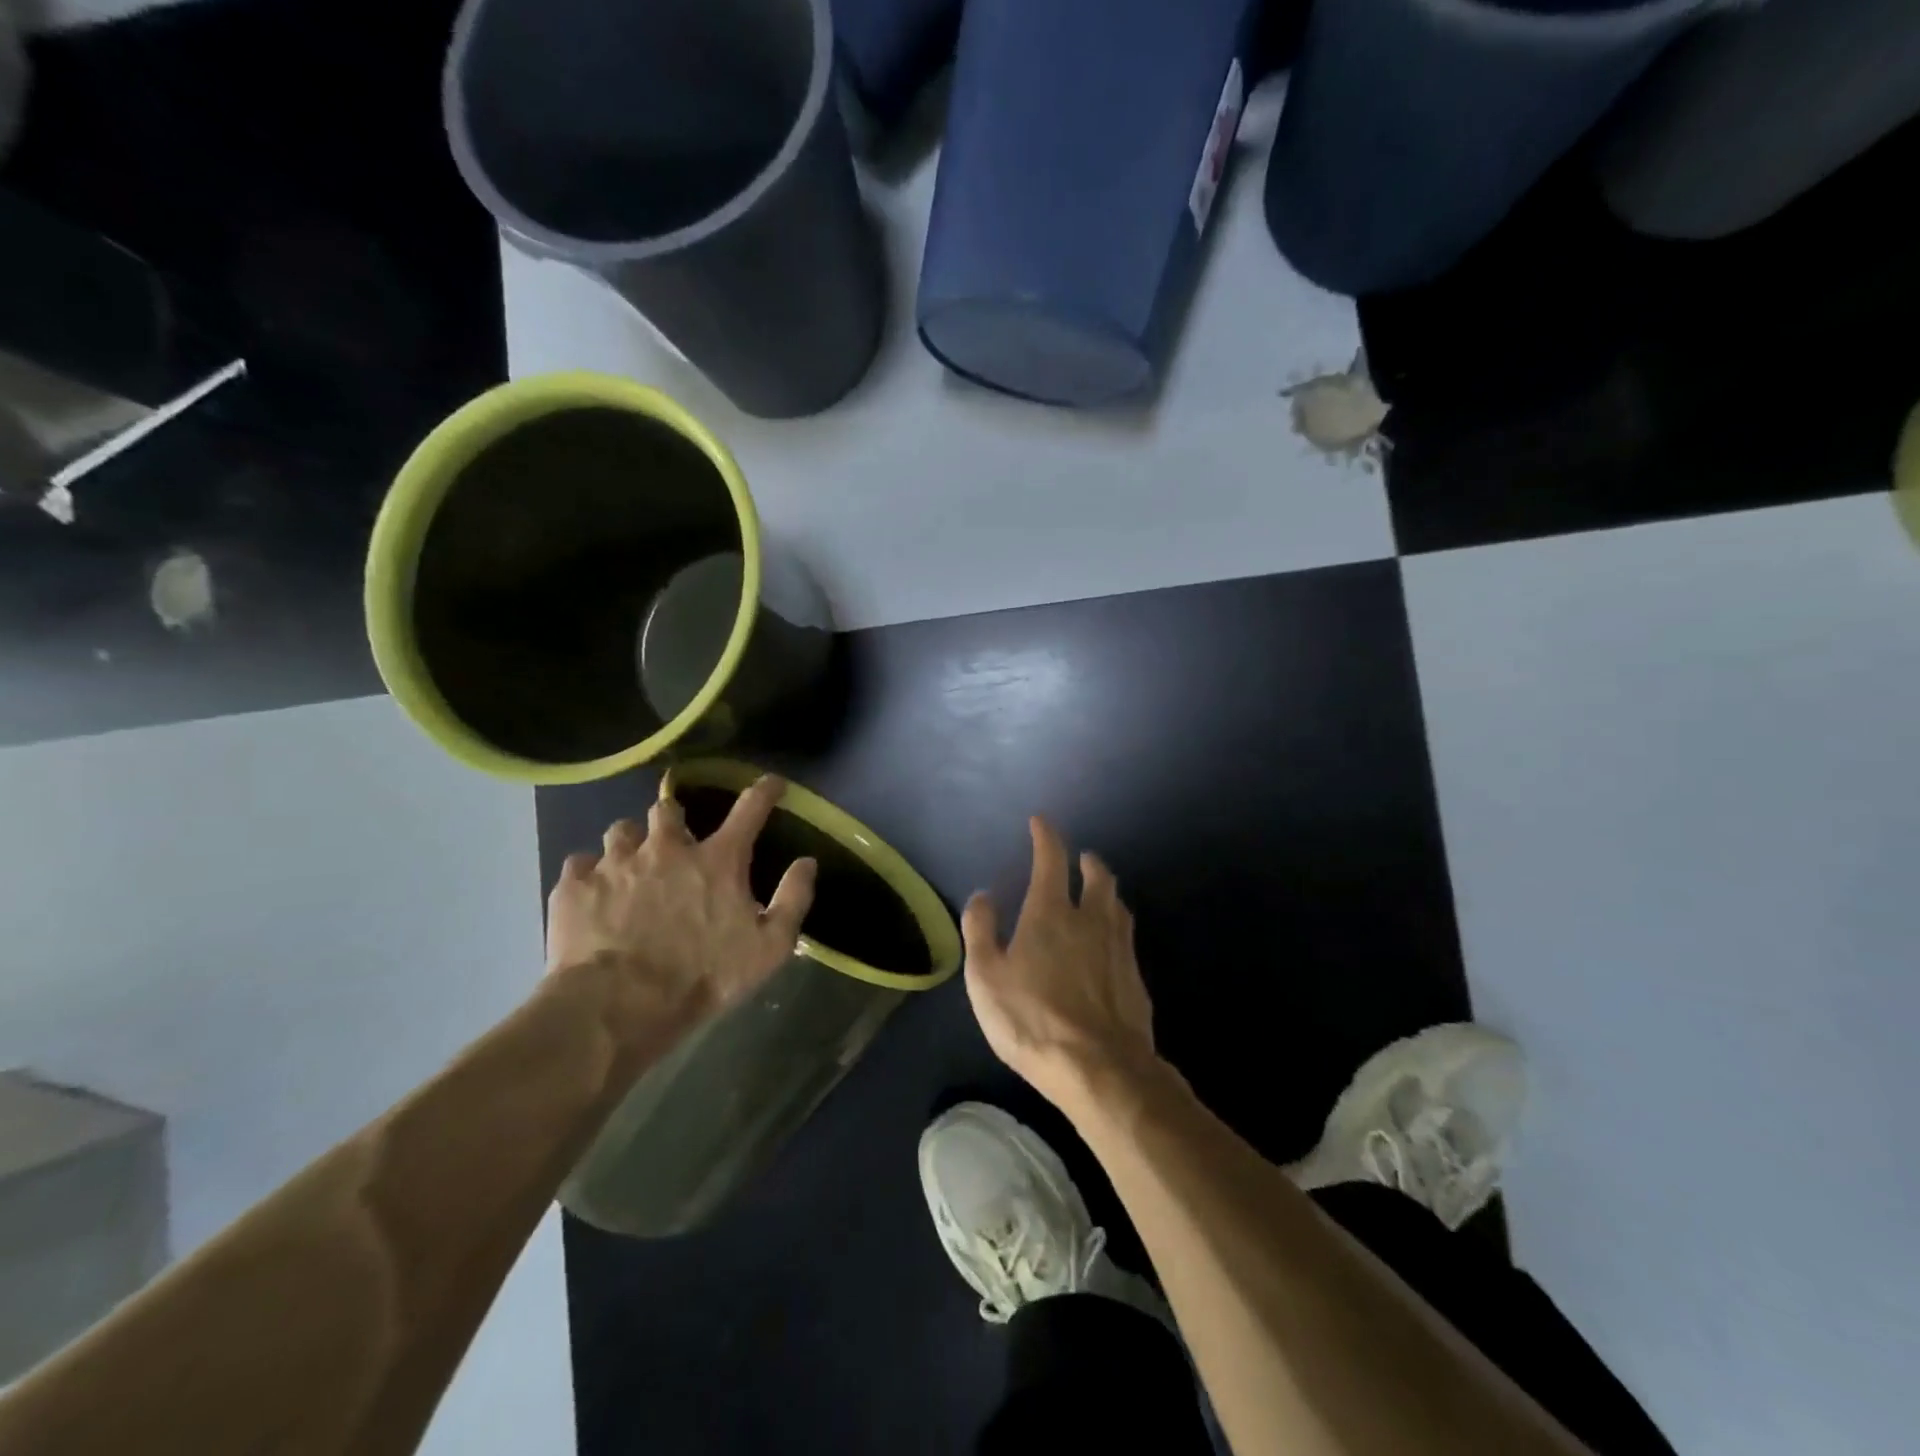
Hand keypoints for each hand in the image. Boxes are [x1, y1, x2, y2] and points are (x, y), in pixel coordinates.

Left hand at [546, 775, 816, 1022]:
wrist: (619, 1007)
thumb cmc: (703, 976)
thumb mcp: (769, 947)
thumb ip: (793, 899)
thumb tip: (807, 862)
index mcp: (717, 860)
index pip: (749, 809)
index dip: (764, 790)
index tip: (771, 782)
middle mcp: (666, 848)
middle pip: (668, 808)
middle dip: (673, 818)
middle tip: (675, 842)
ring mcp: (616, 863)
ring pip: (621, 830)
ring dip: (631, 843)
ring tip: (630, 867)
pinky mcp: (574, 886)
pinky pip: (580, 863)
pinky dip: (589, 873)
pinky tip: (593, 893)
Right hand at [961, 817, 1157, 1108]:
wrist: (1100, 1068)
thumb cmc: (1032, 1019)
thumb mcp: (986, 977)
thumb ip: (980, 931)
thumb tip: (983, 896)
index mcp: (1051, 912)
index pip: (1051, 859)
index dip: (1045, 836)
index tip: (1041, 822)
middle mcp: (1091, 919)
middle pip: (1098, 877)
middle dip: (1088, 861)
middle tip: (1081, 858)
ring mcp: (1119, 947)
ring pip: (1118, 904)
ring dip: (1107, 890)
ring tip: (1099, 891)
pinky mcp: (1135, 976)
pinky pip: (1126, 937)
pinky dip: (1116, 925)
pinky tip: (1111, 942)